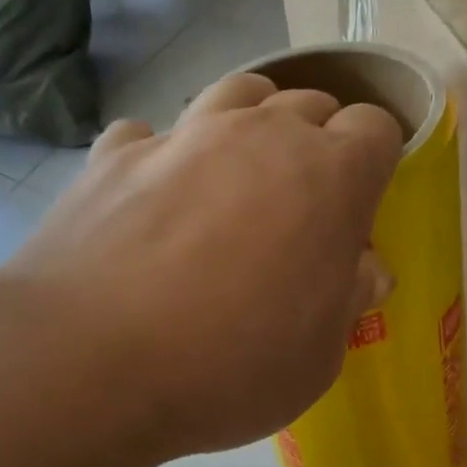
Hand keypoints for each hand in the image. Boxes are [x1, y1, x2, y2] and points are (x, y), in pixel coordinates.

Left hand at [9, 72, 402, 458]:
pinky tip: (155, 200)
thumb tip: (365, 268)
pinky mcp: (113, 156)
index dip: (375, 164)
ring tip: (238, 183)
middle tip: (302, 208)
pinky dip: (165, 157)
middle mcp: (258, 136)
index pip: (374, 130)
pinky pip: (152, 134)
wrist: (91, 364)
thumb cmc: (228, 371)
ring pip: (236, 96)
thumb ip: (347, 302)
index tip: (360, 208)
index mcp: (328, 179)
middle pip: (307, 104)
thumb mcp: (316, 361)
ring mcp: (180, 137)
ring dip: (250, 127)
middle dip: (318, 144)